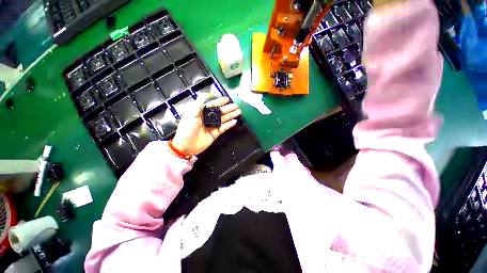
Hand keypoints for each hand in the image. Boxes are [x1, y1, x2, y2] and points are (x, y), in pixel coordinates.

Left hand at [172, 96, 241, 155]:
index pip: (213, 105)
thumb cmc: (187, 129)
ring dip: (231, 115)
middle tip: (236, 106)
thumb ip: (198, 104)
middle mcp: (208, 118)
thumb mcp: (191, 114)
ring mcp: (212, 126)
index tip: (227, 99)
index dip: (220, 102)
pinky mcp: (215, 133)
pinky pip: (224, 128)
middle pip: (220, 112)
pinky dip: (229, 125)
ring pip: (224, 119)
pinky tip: (234, 121)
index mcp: (201, 112)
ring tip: (238, 112)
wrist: (186, 146)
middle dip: (228, 108)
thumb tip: (204, 94)